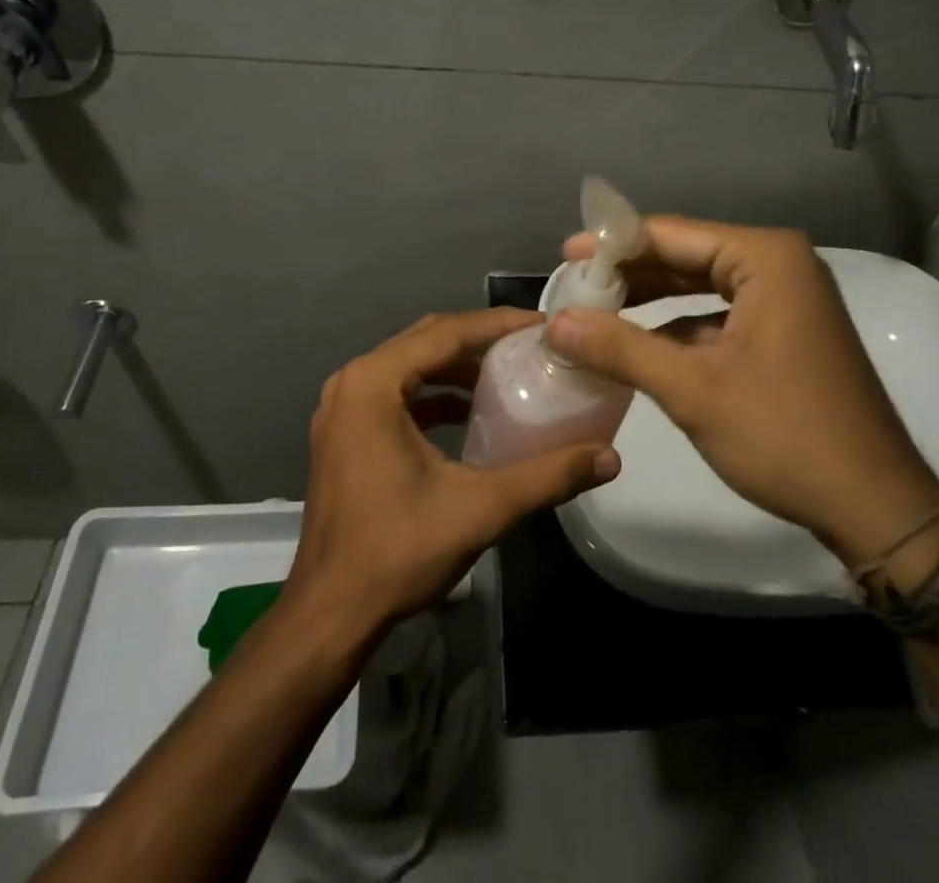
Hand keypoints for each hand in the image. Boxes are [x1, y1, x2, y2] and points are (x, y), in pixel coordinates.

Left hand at [286, 308, 621, 638]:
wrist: (329, 614)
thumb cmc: (397, 552)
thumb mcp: (480, 508)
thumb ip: (547, 476)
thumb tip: (610, 458)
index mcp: (373, 383)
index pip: (446, 333)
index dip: (498, 325)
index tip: (543, 325)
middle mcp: (352, 381)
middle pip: (426, 340)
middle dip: (480, 339)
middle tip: (531, 345)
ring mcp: (343, 407)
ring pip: (410, 364)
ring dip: (456, 365)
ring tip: (507, 373)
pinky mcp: (345, 432)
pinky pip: (396, 392)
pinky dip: (434, 393)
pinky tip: (469, 413)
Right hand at [546, 218, 938, 568]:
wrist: (875, 506)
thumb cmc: (784, 434)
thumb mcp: (692, 389)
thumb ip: (619, 348)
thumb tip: (554, 321)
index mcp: (765, 258)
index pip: (672, 234)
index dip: (613, 245)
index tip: (565, 256)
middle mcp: (780, 264)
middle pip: (687, 255)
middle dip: (630, 273)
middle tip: (574, 286)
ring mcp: (788, 298)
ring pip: (702, 285)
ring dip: (651, 300)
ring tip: (595, 309)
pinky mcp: (786, 331)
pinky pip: (720, 313)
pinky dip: (679, 325)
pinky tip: (639, 343)